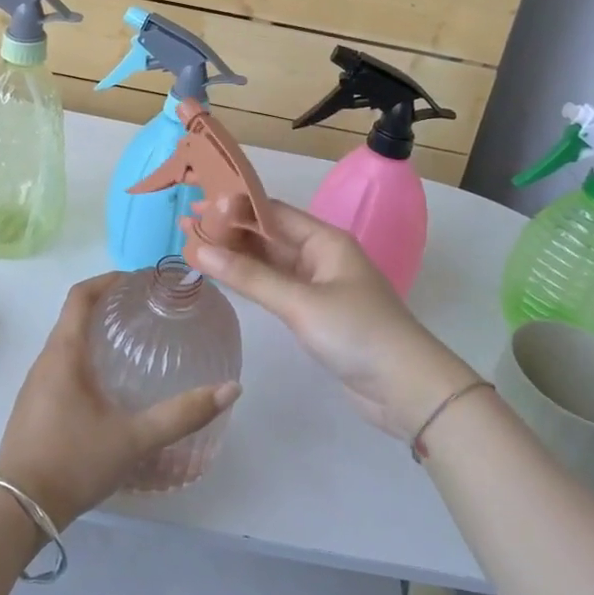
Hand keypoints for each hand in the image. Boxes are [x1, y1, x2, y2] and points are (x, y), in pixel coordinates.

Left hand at [0, 273, 240, 528]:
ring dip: (97, 333)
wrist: (16, 512)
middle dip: (108, 305)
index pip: (81, 295)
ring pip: (68, 343)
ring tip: (134, 343)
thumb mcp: (133, 439)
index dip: (109, 279)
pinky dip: (87, 358)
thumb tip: (231, 389)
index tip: (140, 280)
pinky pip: (62, 366)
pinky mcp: (35, 408)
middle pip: (75, 315)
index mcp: (64, 353)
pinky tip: (111, 386)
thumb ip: (181, 415)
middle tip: (147, 310)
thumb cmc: (72, 462)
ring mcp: (36, 386)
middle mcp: (46, 361)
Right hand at [194, 201, 478, 441]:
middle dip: (229, 230)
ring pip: (270, 262)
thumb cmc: (357, 333)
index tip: (197, 205)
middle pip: (268, 235)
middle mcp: (321, 255)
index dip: (234, 207)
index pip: (272, 212)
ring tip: (195, 247)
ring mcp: (318, 285)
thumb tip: (200, 249)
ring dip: (236, 255)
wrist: (406, 388)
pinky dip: (250, 281)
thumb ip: (250, 277)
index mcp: (325, 240)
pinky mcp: (316, 313)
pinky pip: (276, 287)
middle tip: (186, 225)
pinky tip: (225, 276)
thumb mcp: (301, 302)